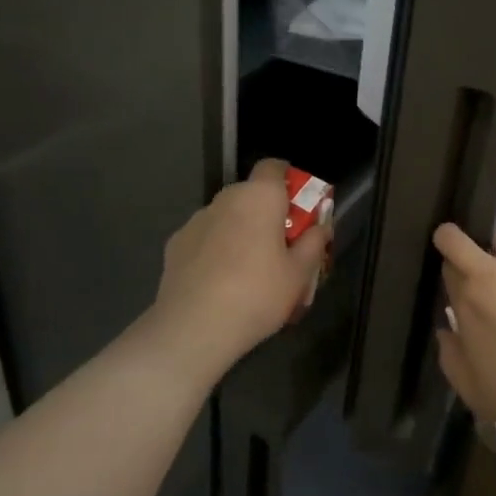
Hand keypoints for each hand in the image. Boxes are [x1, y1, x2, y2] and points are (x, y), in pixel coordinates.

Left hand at [151, 160, 330, 372]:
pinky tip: (220, 281)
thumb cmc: (257, 294)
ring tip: (248, 269)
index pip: (274, 167)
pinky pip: (205, 237)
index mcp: (259, 197)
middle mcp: (225, 199)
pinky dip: (215, 249)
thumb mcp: (299, 274)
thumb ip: (313, 243)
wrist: (193, 328)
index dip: (288, 180)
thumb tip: (320, 227)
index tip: (298, 207)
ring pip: (227, 216)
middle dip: (266, 212)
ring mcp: (196, 221)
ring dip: (240, 230)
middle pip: (251, 193)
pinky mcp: (175, 244)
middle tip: (280, 245)